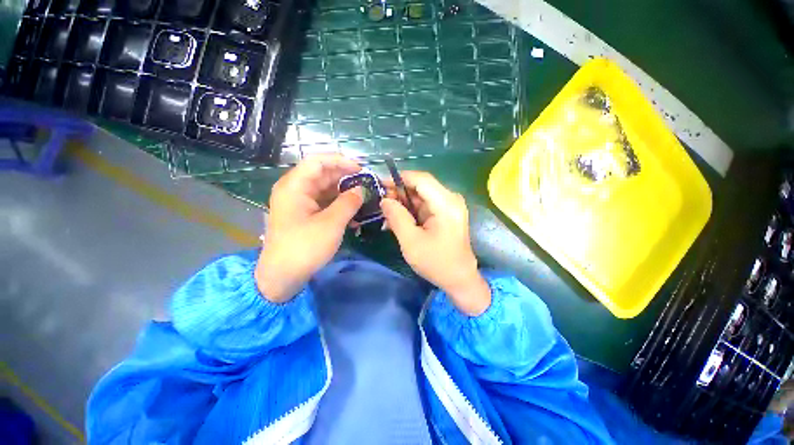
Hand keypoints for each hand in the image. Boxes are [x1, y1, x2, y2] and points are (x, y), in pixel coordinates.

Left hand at [256, 154, 362, 301]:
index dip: (341, 161)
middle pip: (322, 174)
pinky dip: (338, 204)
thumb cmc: (305, 247)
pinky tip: (353, 210)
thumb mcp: (331, 223)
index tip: (361, 170)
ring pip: (325, 188)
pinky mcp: (304, 214)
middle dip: (345, 177)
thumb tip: (361, 189)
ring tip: (363, 197)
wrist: (282, 276)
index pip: (318, 161)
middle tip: (366, 184)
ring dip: (344, 191)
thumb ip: (349, 202)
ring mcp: (299, 202)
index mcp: (295, 186)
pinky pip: (323, 202)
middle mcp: (295, 189)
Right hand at [381, 172, 490, 315]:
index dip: (399, 179)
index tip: (380, 185)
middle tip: (380, 203)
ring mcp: (449, 206)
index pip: (420, 179)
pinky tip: (397, 221)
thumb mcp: (411, 241)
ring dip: (403, 203)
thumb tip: (384, 199)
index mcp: (446, 203)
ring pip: (420, 196)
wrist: (459, 279)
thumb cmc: (436, 263)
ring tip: (386, 215)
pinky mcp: (446, 213)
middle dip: (399, 193)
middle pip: (420, 186)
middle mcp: (450, 199)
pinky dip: (410, 211)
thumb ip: (396, 217)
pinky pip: (424, 206)